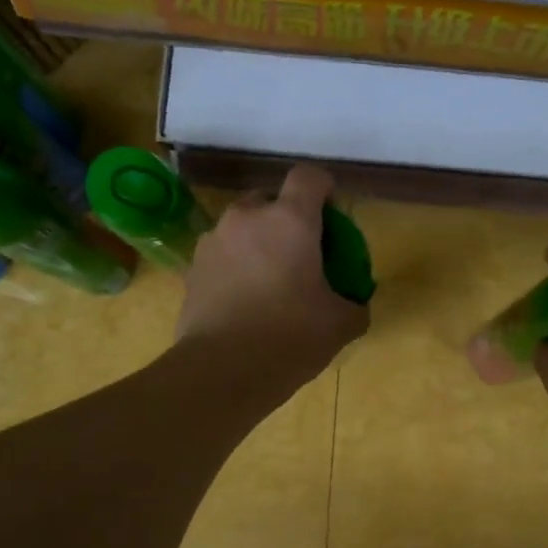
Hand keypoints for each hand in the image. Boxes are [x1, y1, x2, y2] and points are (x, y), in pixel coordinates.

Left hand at [176, 164, 368, 385]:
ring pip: (242, 228)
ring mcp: (214, 241)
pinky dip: (236, 267)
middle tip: (301, 253)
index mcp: (290, 220)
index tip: (332, 211)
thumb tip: (356, 305)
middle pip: (270, 200)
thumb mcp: (340, 324)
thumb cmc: (290, 337)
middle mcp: (247, 218)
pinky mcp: (192, 269)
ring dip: (258, 243)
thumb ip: (354, 305)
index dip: (323, 187)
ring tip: (269, 281)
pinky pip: (222, 256)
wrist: (222, 371)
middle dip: (286, 218)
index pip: (308, 177)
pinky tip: (245, 302)